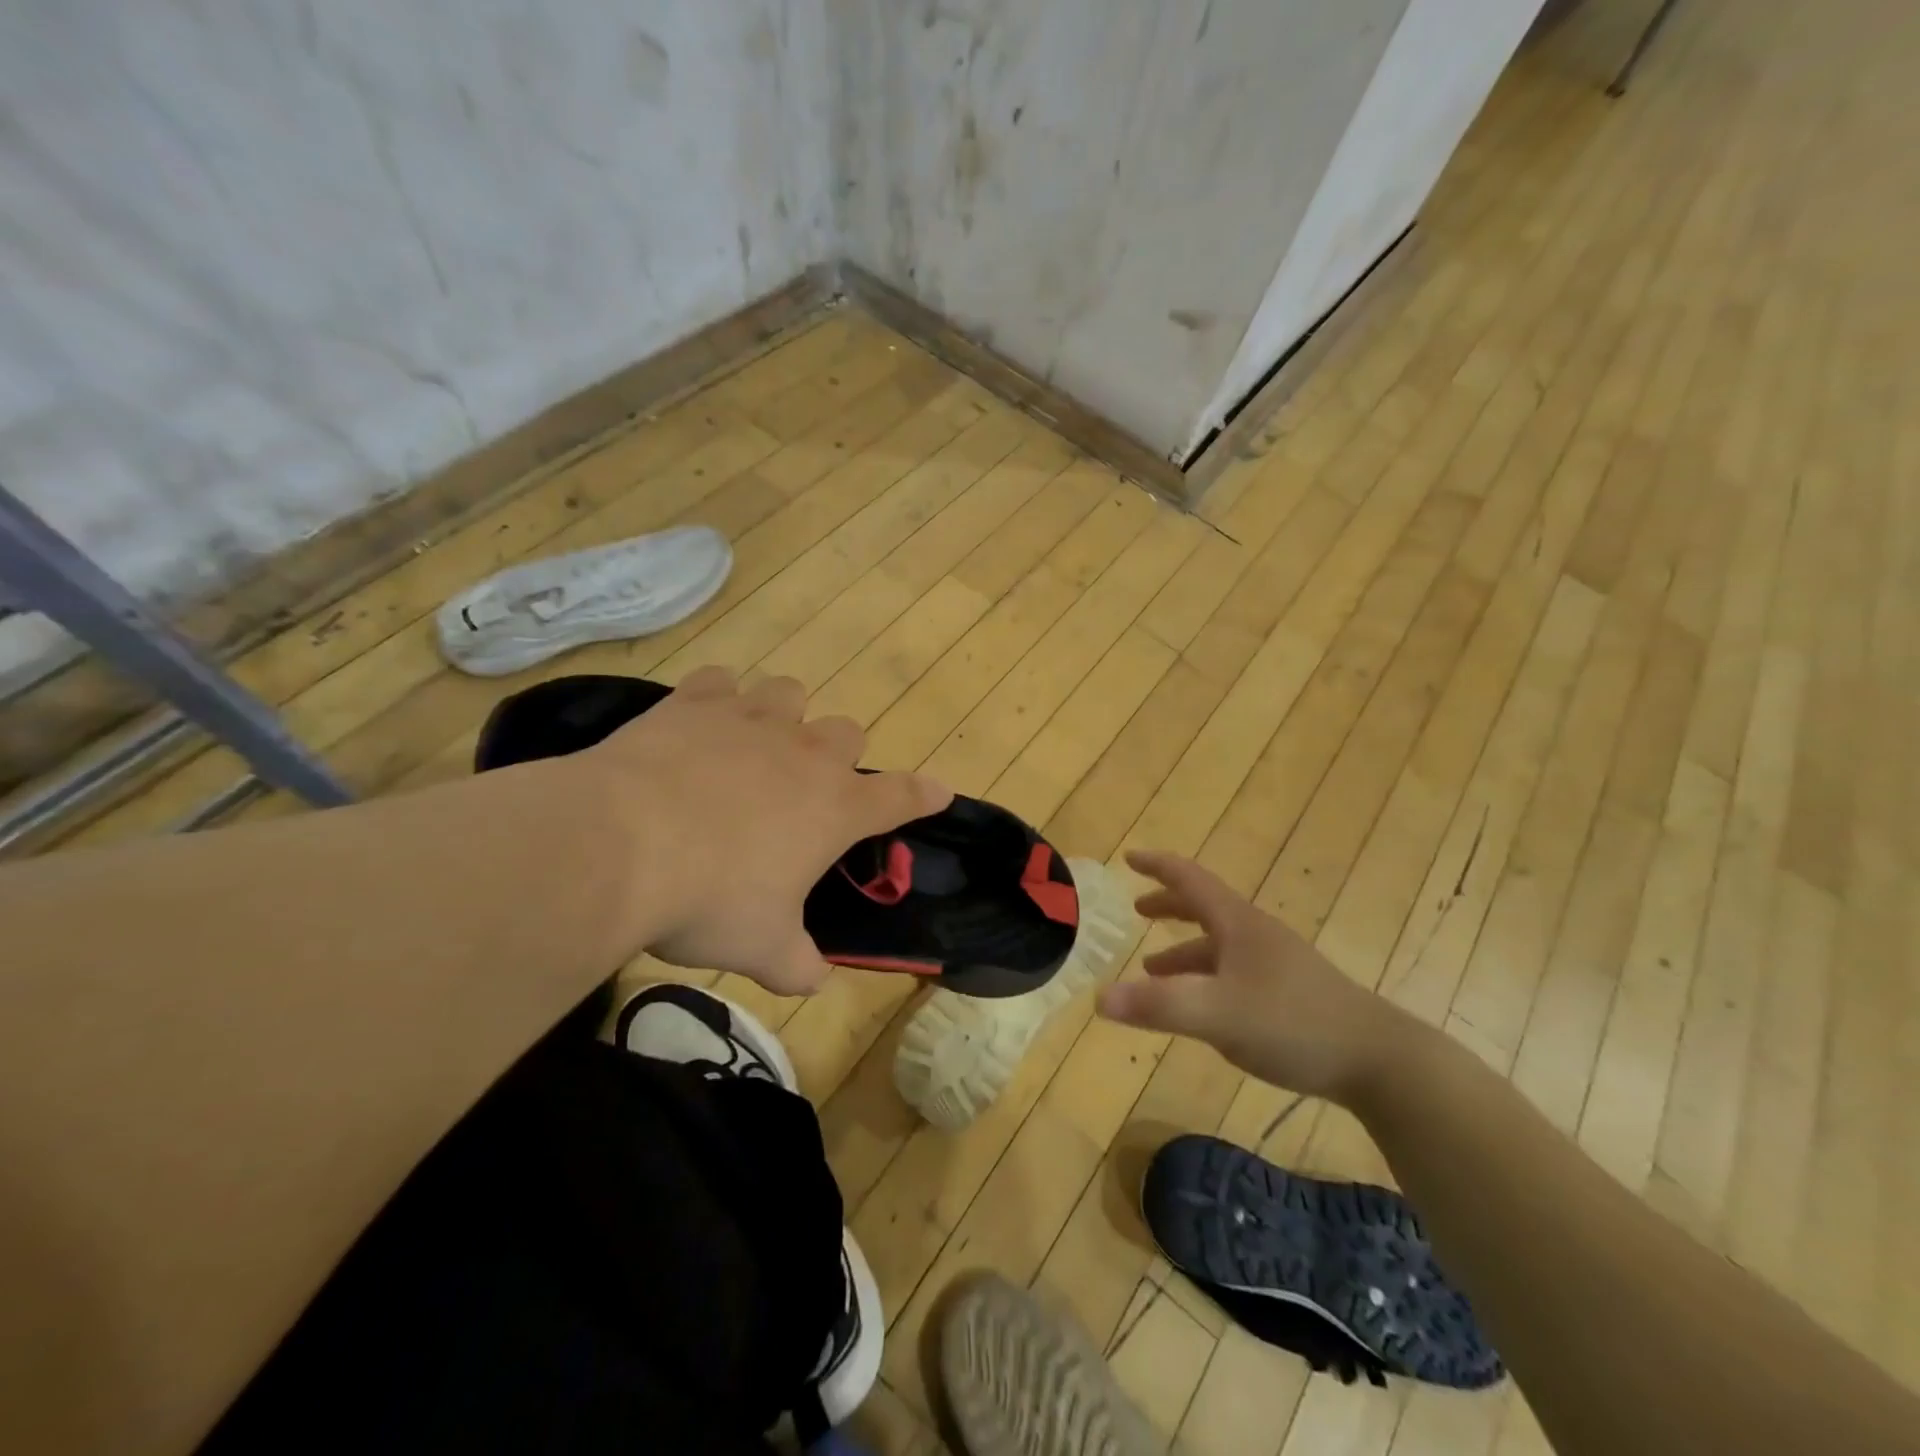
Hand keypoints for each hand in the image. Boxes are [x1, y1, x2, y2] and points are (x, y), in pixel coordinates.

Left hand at [581, 667, 951, 994]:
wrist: (619, 845)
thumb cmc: (709, 900)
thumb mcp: (762, 948)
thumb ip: (798, 964)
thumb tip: (813, 980)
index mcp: (834, 808)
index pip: (900, 796)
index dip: (922, 795)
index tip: (939, 791)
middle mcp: (803, 753)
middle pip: (846, 731)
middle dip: (837, 756)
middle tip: (807, 789)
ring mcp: (749, 720)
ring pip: (790, 693)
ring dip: (784, 716)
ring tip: (756, 745)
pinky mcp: (694, 703)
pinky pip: (720, 681)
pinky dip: (718, 699)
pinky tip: (701, 723)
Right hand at [1096, 850, 1414, 1104]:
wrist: (1379, 1060)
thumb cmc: (1293, 1023)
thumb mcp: (1217, 1014)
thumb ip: (1157, 1006)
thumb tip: (1097, 997)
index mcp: (1238, 924)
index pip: (1190, 879)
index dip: (1158, 866)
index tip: (1130, 856)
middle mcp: (1256, 935)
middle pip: (1205, 907)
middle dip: (1169, 905)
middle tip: (1138, 909)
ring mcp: (1276, 964)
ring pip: (1218, 945)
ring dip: (1183, 950)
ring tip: (1152, 969)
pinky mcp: (1289, 994)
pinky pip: (1233, 972)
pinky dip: (1204, 977)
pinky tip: (1201, 1007)